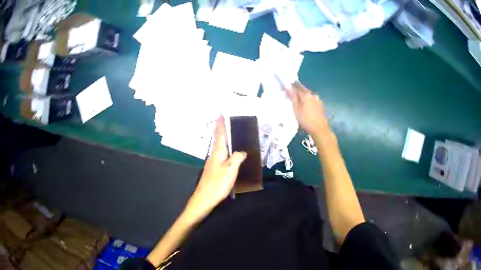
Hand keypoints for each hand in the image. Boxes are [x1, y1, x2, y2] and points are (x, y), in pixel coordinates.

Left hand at [185, 117, 246, 218]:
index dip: (221, 124)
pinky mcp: (213, 170)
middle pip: (218, 139)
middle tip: (225, 121)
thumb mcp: (230, 170)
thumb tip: (241, 151)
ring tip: (229, 134)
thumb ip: (237, 158)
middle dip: (221, 129)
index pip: (220, 135)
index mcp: (218, 153)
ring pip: (219, 147)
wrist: (205, 198)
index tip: (221, 114)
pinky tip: (229, 153)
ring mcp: (213, 163)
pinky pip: (220, 155)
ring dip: (222, 139)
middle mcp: (214, 155)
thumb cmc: (218, 183)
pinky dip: (224, 149)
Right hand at [285, 81, 329, 138]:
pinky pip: (312, 99)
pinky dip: (307, 100)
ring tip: (297, 98)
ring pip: (308, 95)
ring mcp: (318, 100)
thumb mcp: (296, 109)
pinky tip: (305, 104)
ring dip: (302, 95)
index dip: (290, 86)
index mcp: (306, 95)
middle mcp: (313, 95)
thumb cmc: (306, 120)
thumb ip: (292, 96)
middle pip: (303, 89)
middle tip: (290, 91)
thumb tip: (286, 85)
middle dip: (297, 89)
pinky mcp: (320, 105)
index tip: (284, 86)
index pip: (296, 87)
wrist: (320, 130)